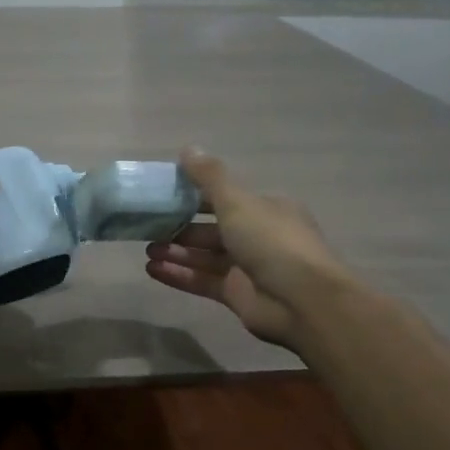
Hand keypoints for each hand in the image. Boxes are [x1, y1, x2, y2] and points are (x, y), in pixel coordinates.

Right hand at [144, 148, 350, 349]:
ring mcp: (247, 268)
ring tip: (147, 249)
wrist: (302, 301)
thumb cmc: (271, 241)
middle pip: (212, 228)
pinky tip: (152, 270)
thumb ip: (209, 177)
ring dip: (176, 252)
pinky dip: (179, 275)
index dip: (194, 195)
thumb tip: (187, 148)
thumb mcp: (237, 202)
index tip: (164, 195)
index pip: (225, 197)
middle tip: (149, 227)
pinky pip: (202, 281)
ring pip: (205, 256)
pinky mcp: (237, 295)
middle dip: (181, 227)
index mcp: (265, 208)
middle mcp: (258, 236)